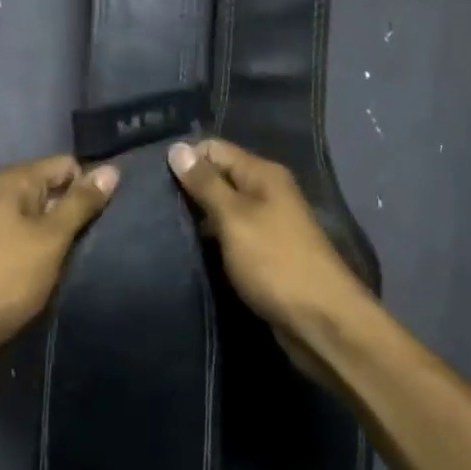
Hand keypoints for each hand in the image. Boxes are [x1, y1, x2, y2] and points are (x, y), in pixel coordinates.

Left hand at [0, 155, 118, 358]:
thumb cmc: (6, 276)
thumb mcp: (50, 237)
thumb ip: (81, 203)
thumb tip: (112, 169)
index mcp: (14, 181)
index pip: (67, 165)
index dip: (90, 186)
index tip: (110, 214)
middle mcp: (4, 196)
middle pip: (57, 191)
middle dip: (80, 212)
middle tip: (106, 236)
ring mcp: (0, 226)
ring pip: (48, 220)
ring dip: (67, 236)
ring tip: (90, 254)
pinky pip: (35, 241)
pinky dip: (51, 252)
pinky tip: (65, 269)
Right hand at [167, 139, 372, 376]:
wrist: (321, 321)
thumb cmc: (275, 262)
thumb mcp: (234, 217)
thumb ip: (205, 183)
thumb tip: (176, 148)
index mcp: (263, 174)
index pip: (214, 149)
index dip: (185, 158)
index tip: (152, 178)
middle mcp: (267, 192)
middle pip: (219, 176)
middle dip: (187, 188)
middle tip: (149, 204)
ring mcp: (267, 223)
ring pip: (222, 208)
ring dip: (196, 216)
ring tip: (159, 226)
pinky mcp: (263, 252)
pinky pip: (230, 234)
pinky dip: (210, 238)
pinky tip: (186, 248)